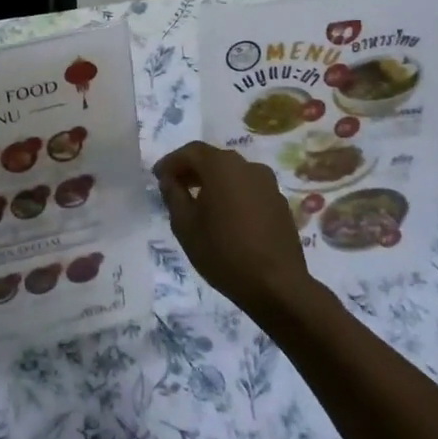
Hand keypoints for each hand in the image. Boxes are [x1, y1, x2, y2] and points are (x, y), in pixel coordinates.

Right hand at [154, 142, 311, 321]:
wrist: (277, 286)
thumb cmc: (223, 253)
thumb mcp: (185, 226)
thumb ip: (173, 196)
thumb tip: (169, 180)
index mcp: (221, 166)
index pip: (190, 151)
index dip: (171, 162)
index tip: (158, 177)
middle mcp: (247, 166)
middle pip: (213, 159)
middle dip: (192, 170)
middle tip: (175, 187)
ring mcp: (268, 183)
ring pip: (233, 173)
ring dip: (213, 181)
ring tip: (199, 202)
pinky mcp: (280, 202)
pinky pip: (249, 188)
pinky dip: (232, 193)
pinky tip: (226, 216)